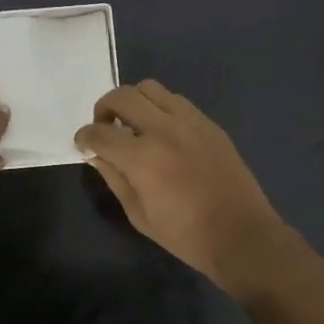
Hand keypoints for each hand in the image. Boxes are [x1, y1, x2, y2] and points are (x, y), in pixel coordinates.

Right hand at [75, 79, 289, 295]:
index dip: (84, 137)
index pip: (99, 133)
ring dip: (133, 102)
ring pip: (150, 88)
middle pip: (121, 96)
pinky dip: (160, 108)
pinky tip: (162, 132)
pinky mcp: (209, 123)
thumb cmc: (185, 235)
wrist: (241, 234)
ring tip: (134, 125)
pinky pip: (176, 101)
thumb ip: (114, 178)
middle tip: (105, 128)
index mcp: (142, 157)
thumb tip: (96, 155)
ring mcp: (189, 121)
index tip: (82, 143)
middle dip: (103, 108)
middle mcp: (163, 129)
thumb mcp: (138, 214)